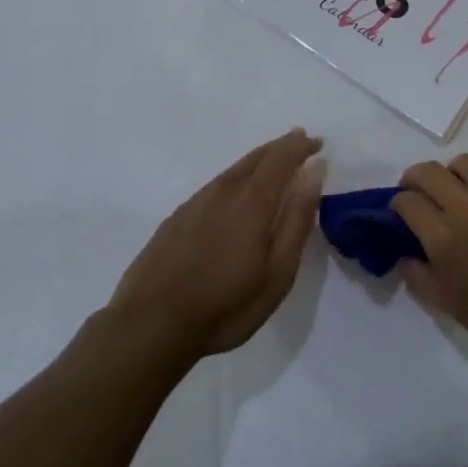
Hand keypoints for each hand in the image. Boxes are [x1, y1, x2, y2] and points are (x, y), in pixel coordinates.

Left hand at [107, 129, 325, 361]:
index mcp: (252, 200)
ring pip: (234, 169)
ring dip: (259, 161)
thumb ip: (297, 218)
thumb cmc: (225, 305)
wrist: (149, 325)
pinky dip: (237, 178)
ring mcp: (196, 201)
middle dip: (281, 147)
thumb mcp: (277, 271)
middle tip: (300, 142)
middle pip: (257, 157)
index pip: (281, 157)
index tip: (318, 143)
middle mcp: (224, 190)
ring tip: (274, 163)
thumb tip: (314, 171)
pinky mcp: (178, 217)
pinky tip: (236, 194)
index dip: (301, 146)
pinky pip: (217, 185)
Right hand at [392, 155, 467, 368]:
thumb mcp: (446, 304)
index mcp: (445, 239)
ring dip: (451, 175)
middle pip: (429, 172)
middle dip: (415, 180)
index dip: (398, 204)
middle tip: (418, 194)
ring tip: (455, 193)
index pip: (408, 201)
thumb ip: (418, 273)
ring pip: (463, 163)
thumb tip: (405, 251)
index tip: (402, 213)